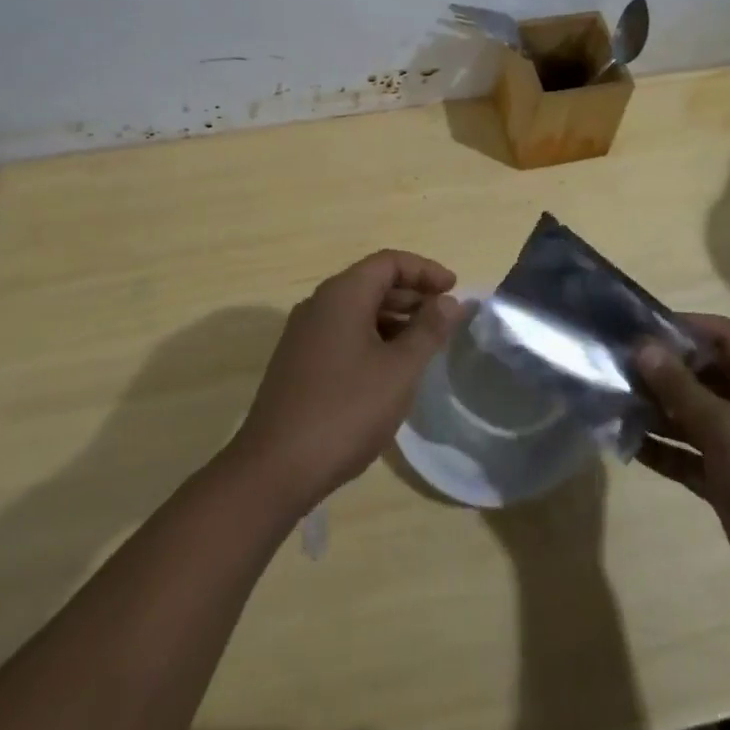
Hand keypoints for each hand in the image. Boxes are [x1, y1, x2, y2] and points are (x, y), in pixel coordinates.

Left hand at [228, 250, 462, 509]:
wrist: (275, 467)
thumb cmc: (346, 410)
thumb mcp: (399, 370)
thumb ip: (428, 330)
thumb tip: (450, 301)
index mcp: (342, 294)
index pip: (389, 262)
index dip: (425, 270)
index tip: (454, 289)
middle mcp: (319, 303)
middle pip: (372, 282)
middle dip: (411, 294)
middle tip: (444, 318)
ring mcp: (304, 333)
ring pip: (357, 310)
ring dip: (393, 318)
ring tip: (424, 345)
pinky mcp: (298, 361)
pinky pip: (342, 333)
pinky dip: (372, 338)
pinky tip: (389, 369)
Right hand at [634, 313, 729, 626]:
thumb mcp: (728, 431)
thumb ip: (681, 389)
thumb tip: (643, 347)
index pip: (721, 335)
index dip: (681, 327)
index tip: (635, 328)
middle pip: (700, 373)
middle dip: (659, 371)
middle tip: (612, 364)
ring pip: (688, 413)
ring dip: (653, 409)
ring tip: (609, 399)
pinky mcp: (725, 478)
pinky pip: (686, 452)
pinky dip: (660, 447)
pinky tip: (624, 442)